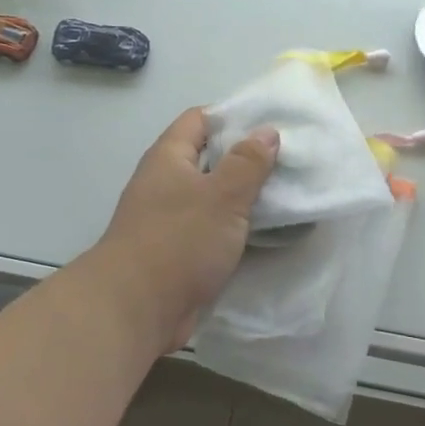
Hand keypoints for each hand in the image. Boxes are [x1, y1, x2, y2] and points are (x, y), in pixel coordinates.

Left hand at [91, 108, 279, 353]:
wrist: (136, 309)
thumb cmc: (179, 241)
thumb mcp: (222, 195)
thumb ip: (247, 162)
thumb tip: (266, 131)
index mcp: (169, 158)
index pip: (200, 119)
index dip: (233, 116)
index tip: (271, 124)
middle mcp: (166, 183)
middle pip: (209, 158)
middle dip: (246, 159)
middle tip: (288, 160)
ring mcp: (169, 219)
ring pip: (213, 197)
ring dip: (243, 196)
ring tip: (286, 193)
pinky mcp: (178, 252)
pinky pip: (211, 229)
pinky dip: (235, 228)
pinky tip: (266, 231)